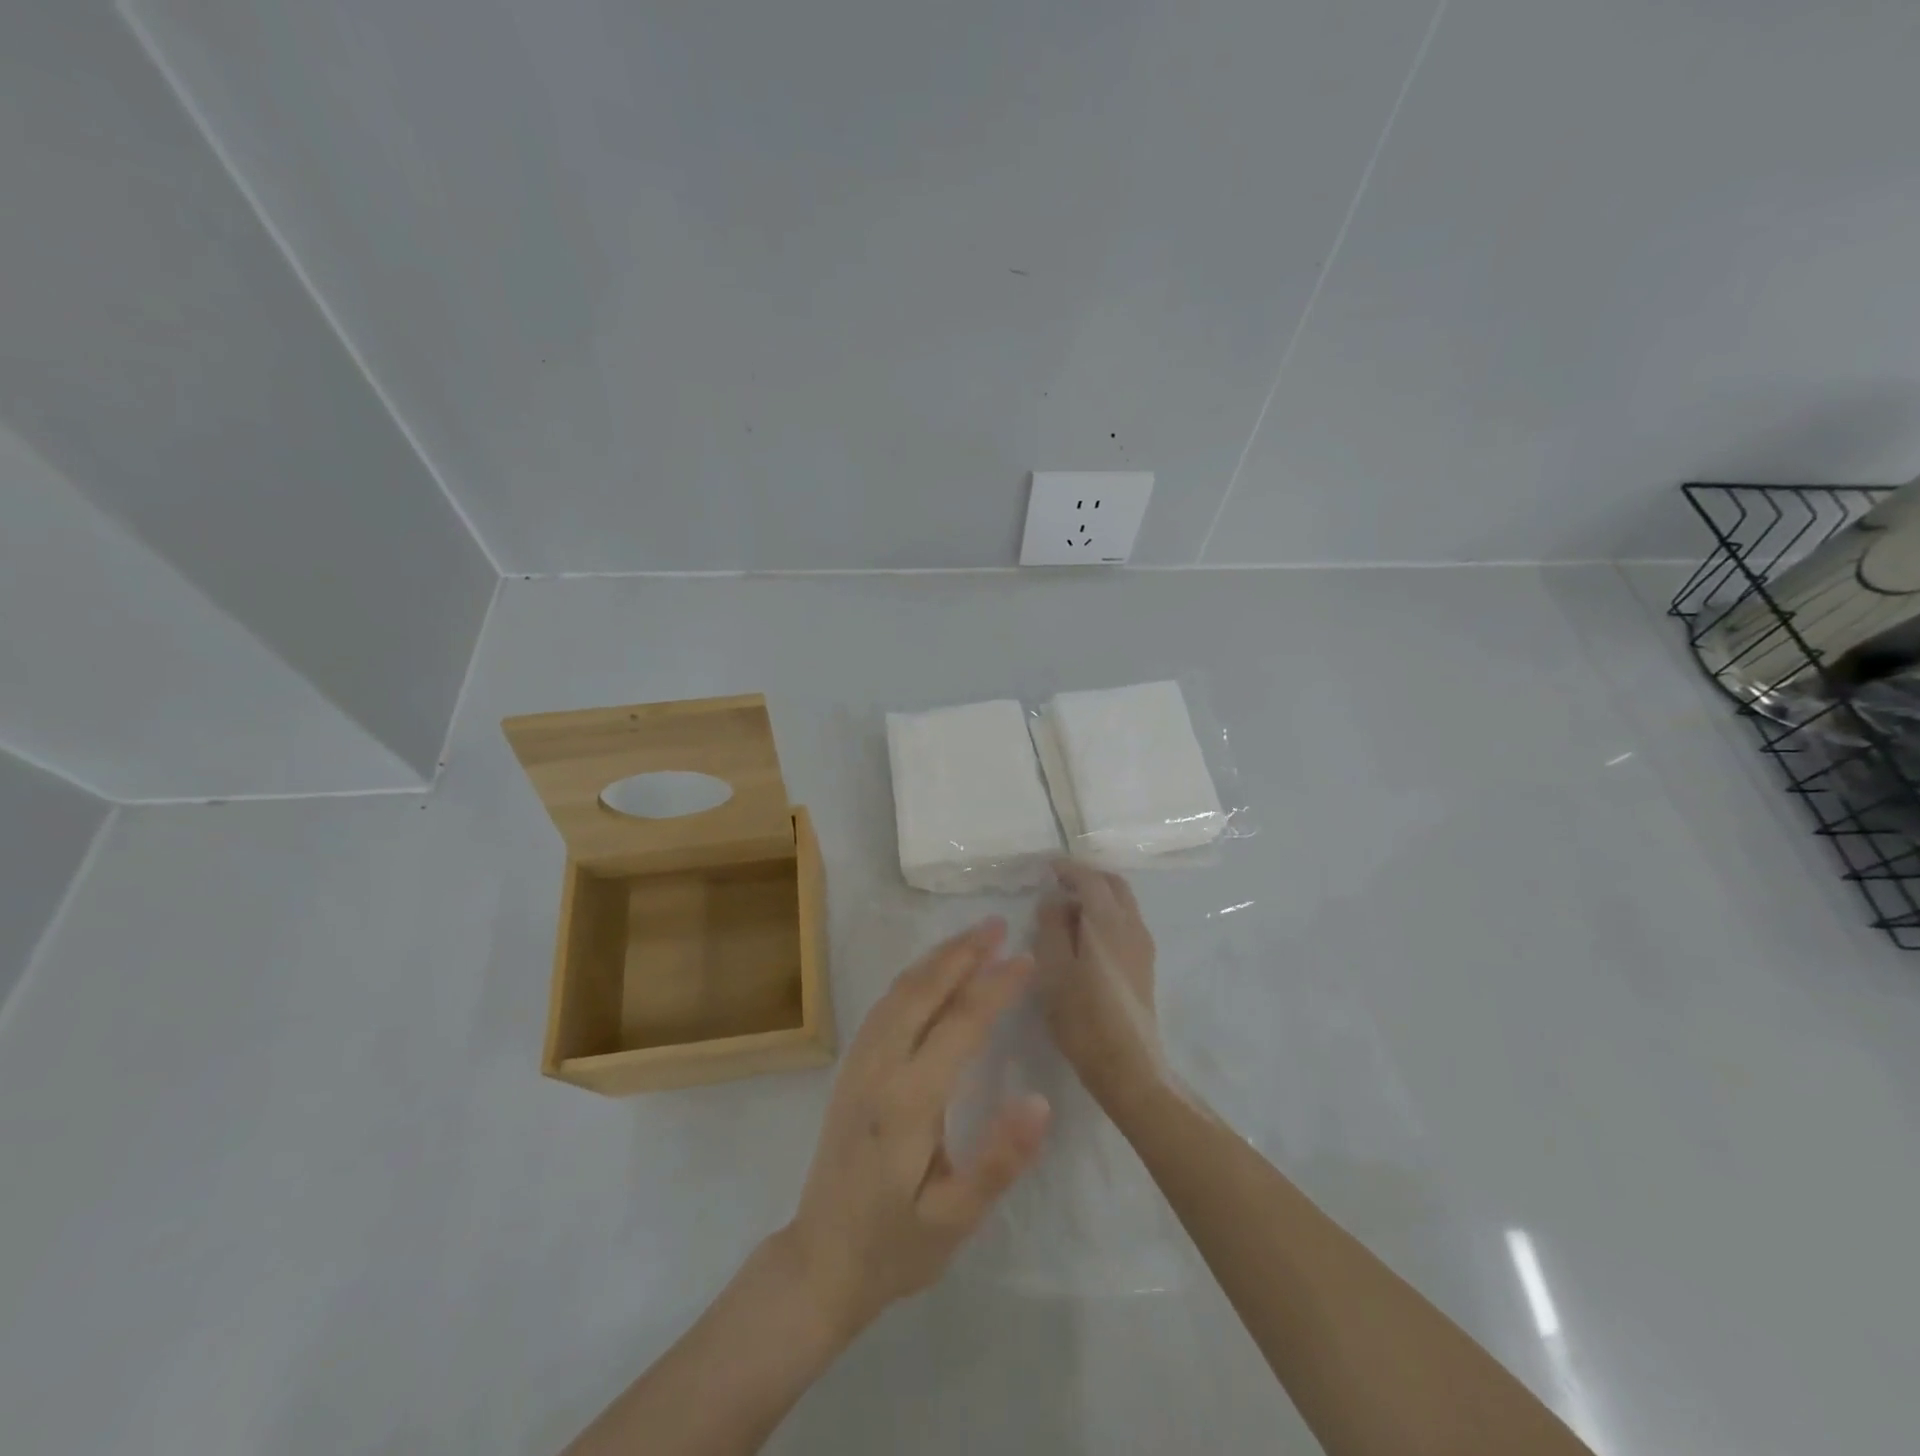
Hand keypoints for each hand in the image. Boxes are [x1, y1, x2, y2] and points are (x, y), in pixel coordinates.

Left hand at [782, 918, 1050, 1339]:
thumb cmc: (894, 1246)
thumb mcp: (953, 1221)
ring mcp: (858, 1064)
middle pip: (923, 992)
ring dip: (936, 959)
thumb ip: (997, 1161)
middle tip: (997, 924)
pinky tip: (931, 973)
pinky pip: (884, 1006)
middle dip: (962, 953)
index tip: (1026, 958)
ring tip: (971, 937)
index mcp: (908, 1102)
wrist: (819, 1262)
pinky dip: (913, 977)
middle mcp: (879, 1069)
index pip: (960, 1025)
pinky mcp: (851, 1068)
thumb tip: (1039, 1101)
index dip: (996, 987)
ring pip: (899, 992)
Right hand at [1036, 863, 1165, 1113]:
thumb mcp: (1053, 970)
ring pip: (1123, 903)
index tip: (1047, 866)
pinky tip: (1084, 935)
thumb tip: (1054, 899)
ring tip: (1067, 909)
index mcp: (1108, 922)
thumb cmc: (1083, 1018)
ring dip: (1098, 895)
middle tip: (1059, 882)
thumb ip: (1051, 927)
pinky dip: (1105, 914)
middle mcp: (1132, 926)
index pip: (1091, 878)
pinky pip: (1125, 922)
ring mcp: (1143, 946)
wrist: (1129, 1067)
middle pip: (1114, 885)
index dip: (1069, 867)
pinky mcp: (1144, 965)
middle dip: (1087, 876)